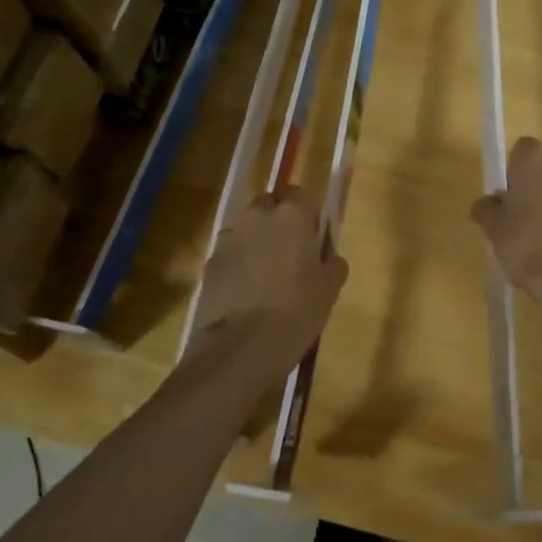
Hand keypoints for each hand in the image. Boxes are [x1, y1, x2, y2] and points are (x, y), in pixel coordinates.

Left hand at [193, 187, 348, 384]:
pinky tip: (246, 295)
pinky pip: (230, 255)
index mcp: (292, 216)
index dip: (306, 213)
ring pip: (246, 230)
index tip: (313, 237)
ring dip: (256, 243)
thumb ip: (332, 264)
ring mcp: (228, 240)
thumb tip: (329, 258)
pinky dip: (238, 266)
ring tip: (266, 277)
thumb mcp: (330, 289)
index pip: (299, 193)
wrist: (240, 348)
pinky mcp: (209, 264)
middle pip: (268, 205)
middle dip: (278, 221)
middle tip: (291, 254)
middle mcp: (257, 217)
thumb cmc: (296, 311)